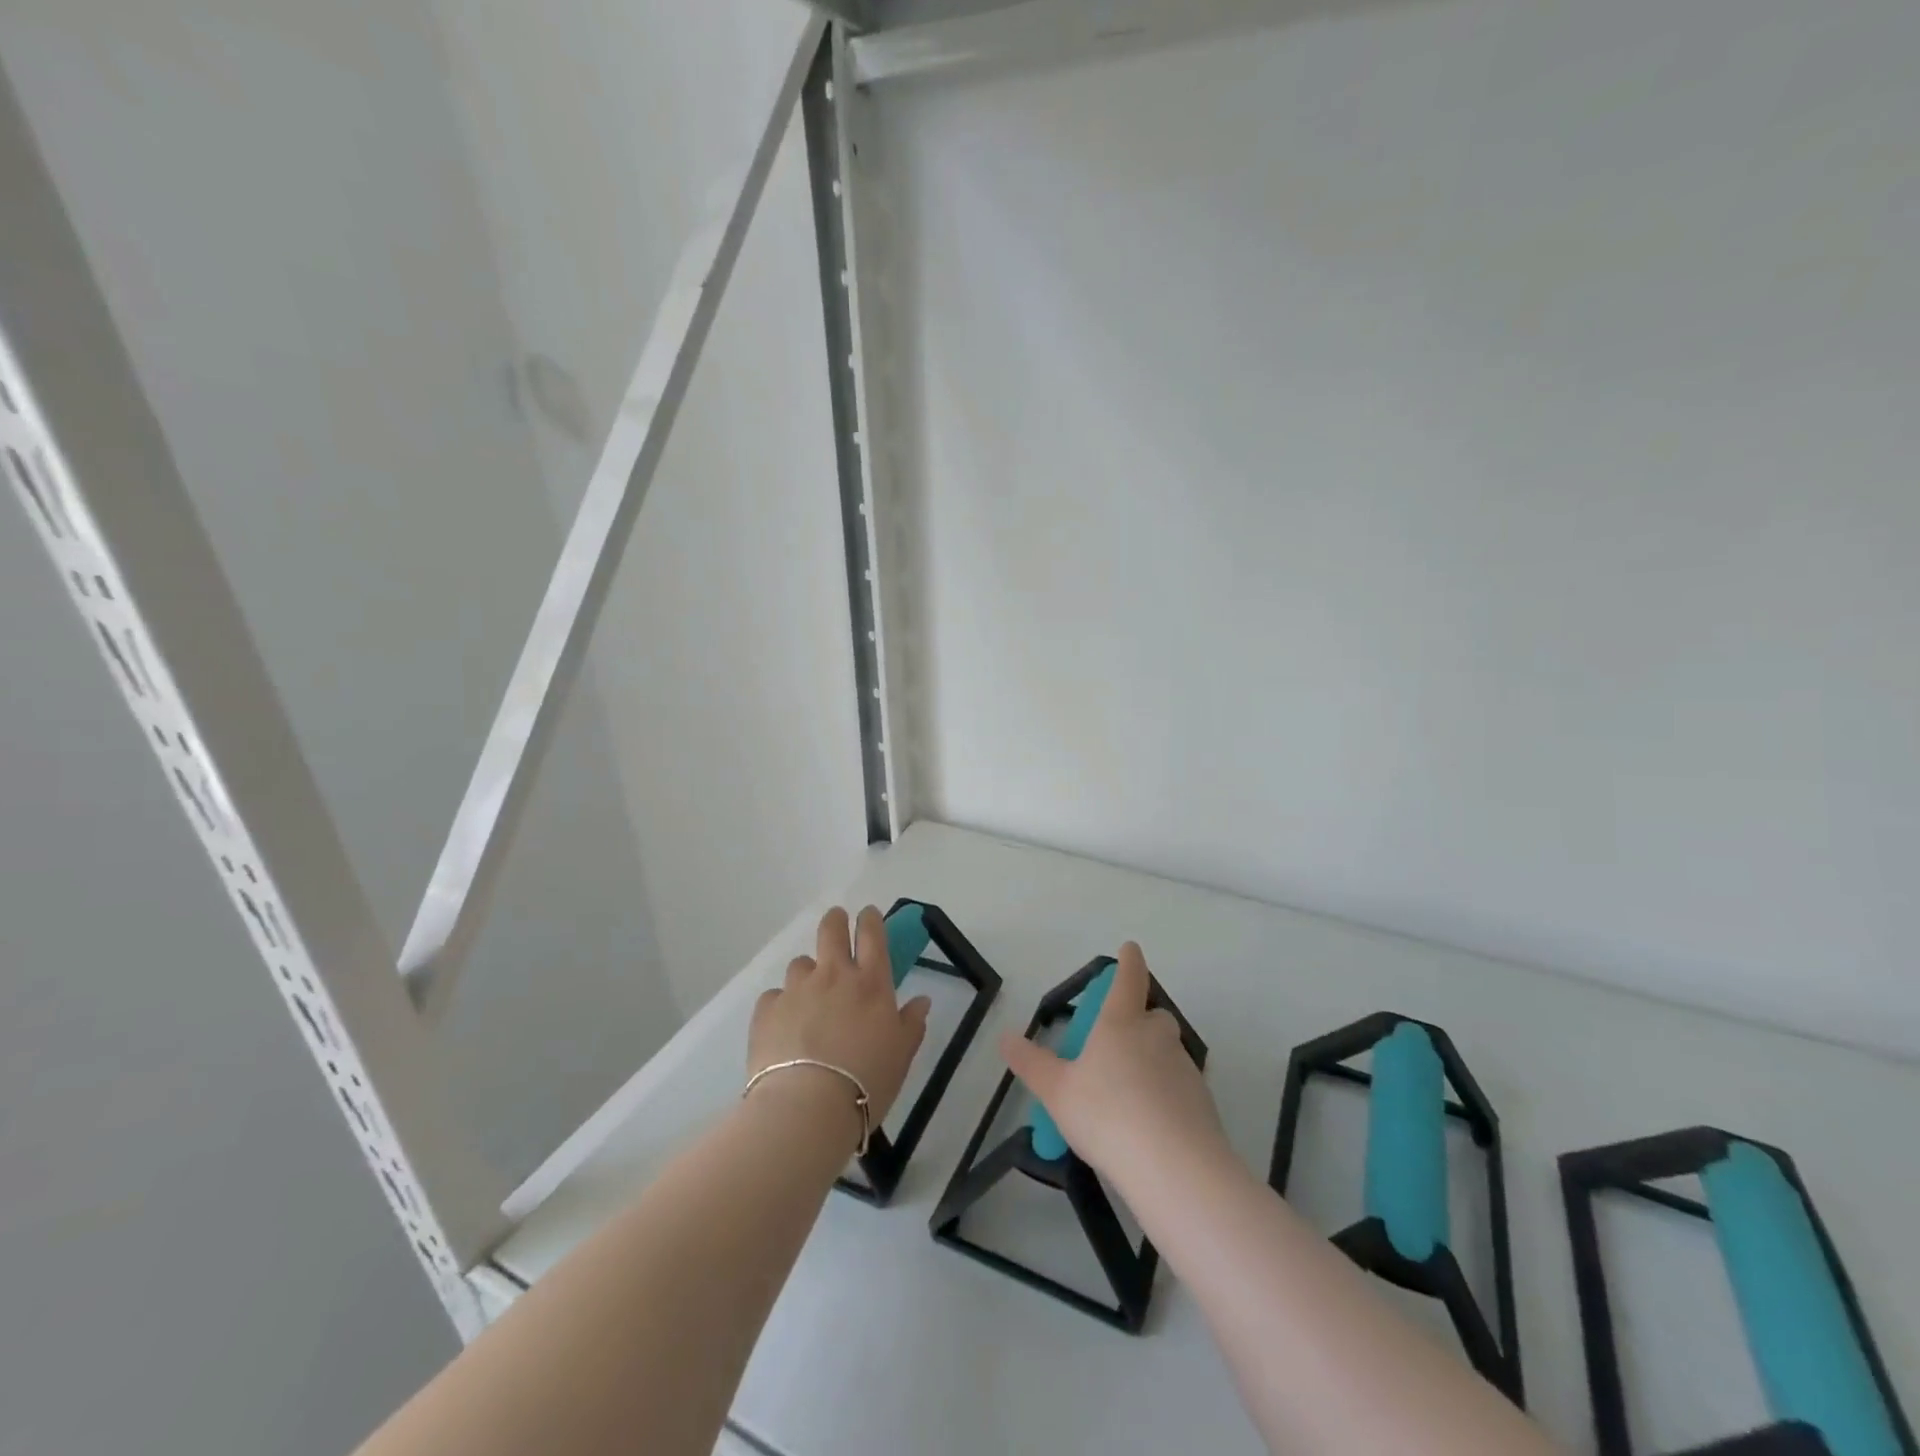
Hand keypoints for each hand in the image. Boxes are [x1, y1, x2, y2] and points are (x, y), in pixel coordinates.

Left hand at [749, 907, 931, 1136]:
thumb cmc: (867, 1080)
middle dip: (835, 921)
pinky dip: (782, 1005)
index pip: (872, 934)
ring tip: (809, 995)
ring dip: (808, 972)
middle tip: (837, 923)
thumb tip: (922, 1001)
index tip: (868, 914)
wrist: (807, 1107)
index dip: (870, 919)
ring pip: (801, 964)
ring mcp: (797, 989)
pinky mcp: (767, 1010)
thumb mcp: (902, 1054)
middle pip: (831, 930)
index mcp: (871, 982)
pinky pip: (775, 996)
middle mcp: (833, 975)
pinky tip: (785, 1026)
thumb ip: (912, 1023)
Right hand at [1001, 942, 1228, 1186]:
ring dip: (1151, 1061)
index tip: (1130, 949)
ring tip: (1127, 1095)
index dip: (1128, 962)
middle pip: (1153, 1016)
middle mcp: (1156, 1036)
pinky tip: (1149, 1124)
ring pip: (1167, 1052)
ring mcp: (1184, 1068)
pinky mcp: (1203, 1102)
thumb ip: (1031, 1064)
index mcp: (1121, 1023)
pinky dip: (1166, 1094)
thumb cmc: (1107, 1115)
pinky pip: (1179, 1087)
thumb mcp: (1057, 1091)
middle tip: (1116, 1044)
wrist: (1176, 1168)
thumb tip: (1005, 1038)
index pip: (1128, 979)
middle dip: (1139, 1021)